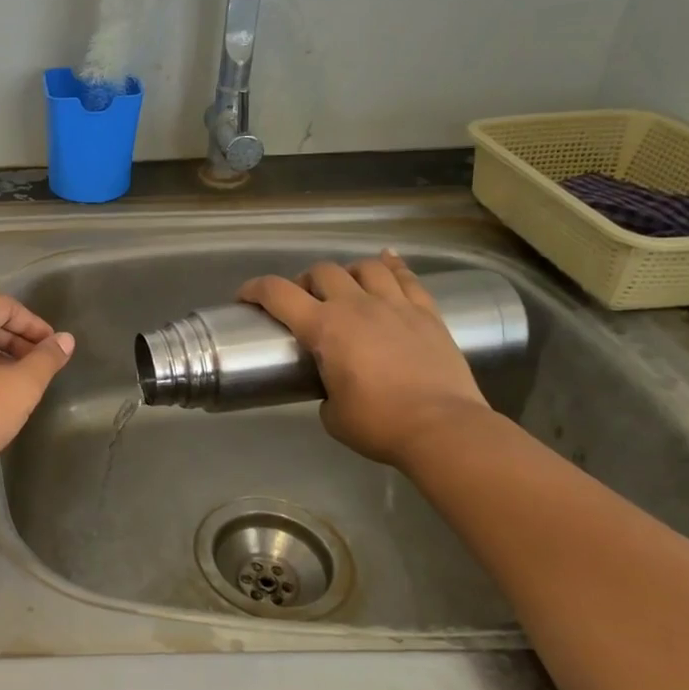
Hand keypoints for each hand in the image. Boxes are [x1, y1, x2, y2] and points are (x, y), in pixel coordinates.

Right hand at [238, 252, 490, 468]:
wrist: (443, 428)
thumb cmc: (379, 424)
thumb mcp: (332, 413)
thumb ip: (324, 389)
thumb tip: (333, 385)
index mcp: (324, 327)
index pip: (277, 293)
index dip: (254, 289)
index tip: (245, 297)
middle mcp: (356, 305)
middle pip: (322, 271)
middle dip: (305, 281)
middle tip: (304, 301)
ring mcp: (396, 305)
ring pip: (366, 267)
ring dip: (348, 272)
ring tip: (347, 286)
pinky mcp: (428, 313)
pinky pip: (408, 277)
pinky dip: (393, 265)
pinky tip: (387, 261)